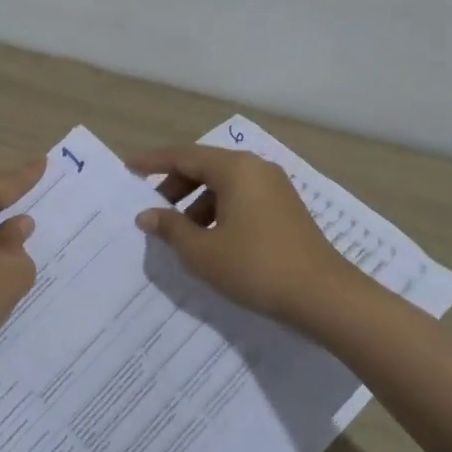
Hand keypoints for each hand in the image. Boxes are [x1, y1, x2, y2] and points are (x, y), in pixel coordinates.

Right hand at [129, 144, 352, 325]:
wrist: (323, 296)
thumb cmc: (256, 267)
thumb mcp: (203, 251)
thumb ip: (170, 228)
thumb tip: (147, 215)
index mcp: (235, 169)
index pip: (183, 156)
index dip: (153, 162)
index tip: (128, 169)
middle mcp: (256, 168)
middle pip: (204, 167)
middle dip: (175, 186)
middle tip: (153, 210)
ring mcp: (274, 187)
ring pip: (224, 184)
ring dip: (196, 203)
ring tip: (180, 234)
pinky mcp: (285, 208)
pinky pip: (241, 198)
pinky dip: (218, 211)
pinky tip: (210, 240)